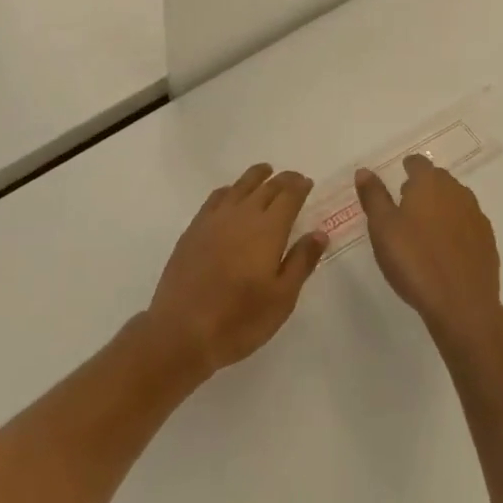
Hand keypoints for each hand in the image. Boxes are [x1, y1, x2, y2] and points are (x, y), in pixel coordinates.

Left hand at [146, 164, 326, 379]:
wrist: (183, 329)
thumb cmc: (240, 319)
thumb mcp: (282, 299)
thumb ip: (301, 262)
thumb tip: (319, 233)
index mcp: (268, 229)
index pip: (289, 196)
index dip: (300, 187)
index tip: (308, 183)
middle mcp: (243, 214)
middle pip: (267, 187)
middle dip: (283, 180)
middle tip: (294, 179)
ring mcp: (216, 218)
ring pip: (240, 186)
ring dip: (256, 177)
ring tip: (265, 172)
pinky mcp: (195, 227)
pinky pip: (216, 197)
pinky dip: (229, 189)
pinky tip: (231, 194)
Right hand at [356, 155, 502, 347]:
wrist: (463, 306)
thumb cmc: (415, 260)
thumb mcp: (382, 227)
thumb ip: (373, 196)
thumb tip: (364, 171)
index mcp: (430, 183)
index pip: (419, 163)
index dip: (408, 167)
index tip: (400, 177)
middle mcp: (457, 192)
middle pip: (439, 180)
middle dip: (424, 187)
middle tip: (407, 205)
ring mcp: (476, 217)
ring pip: (455, 202)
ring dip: (441, 208)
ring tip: (425, 229)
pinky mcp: (488, 243)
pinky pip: (468, 225)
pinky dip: (456, 230)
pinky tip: (446, 250)